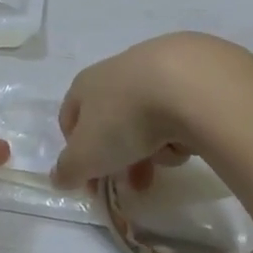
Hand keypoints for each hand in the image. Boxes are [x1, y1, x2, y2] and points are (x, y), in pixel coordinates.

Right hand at [51, 33, 248, 190]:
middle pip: (113, 123)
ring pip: (147, 119)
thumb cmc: (126, 118)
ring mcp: (156, 67)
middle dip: (122, 158)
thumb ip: (69, 169)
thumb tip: (57, 177)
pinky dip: (182, 128)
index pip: (70, 119)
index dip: (76, 154)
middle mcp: (117, 71)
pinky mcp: (194, 71)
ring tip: (169, 158)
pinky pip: (180, 110)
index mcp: (85, 84)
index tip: (91, 183)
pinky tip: (191, 138)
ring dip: (154, 146)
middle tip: (135, 185)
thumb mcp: (87, 155)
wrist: (191, 84)